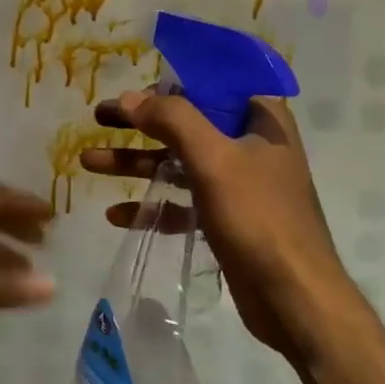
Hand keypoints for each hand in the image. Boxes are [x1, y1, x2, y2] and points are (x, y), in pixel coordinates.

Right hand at [80, 91, 343, 364]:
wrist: (295, 300)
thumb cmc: (259, 217)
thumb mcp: (213, 159)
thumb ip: (172, 120)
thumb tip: (130, 98)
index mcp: (261, 119)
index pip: (211, 84)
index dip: (169, 83)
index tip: (132, 88)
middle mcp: (252, 145)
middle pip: (186, 123)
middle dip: (140, 123)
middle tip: (99, 117)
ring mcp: (239, 184)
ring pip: (179, 162)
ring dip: (137, 162)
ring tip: (89, 161)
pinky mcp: (227, 219)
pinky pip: (183, 202)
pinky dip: (153, 205)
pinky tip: (117, 215)